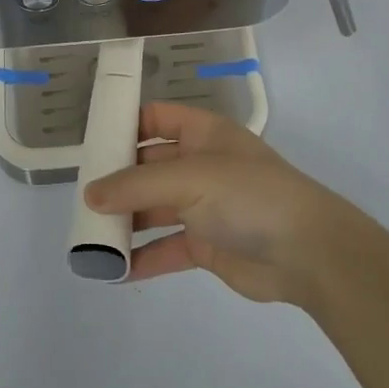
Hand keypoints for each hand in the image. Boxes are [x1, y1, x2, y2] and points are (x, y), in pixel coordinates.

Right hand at [83, 103, 361, 307]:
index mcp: (203, 134)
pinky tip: (111, 269)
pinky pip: (165, 248)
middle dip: (117, 180)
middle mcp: (201, 166)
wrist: (308, 252)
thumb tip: (90, 194)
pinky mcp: (206, 245)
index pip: (157, 118)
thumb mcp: (191, 178)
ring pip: (153, 209)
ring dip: (125, 221)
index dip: (126, 124)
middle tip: (80, 196)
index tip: (90, 142)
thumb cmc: (249, 196)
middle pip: (149, 166)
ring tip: (88, 235)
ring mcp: (204, 207)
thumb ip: (137, 185)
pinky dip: (141, 257)